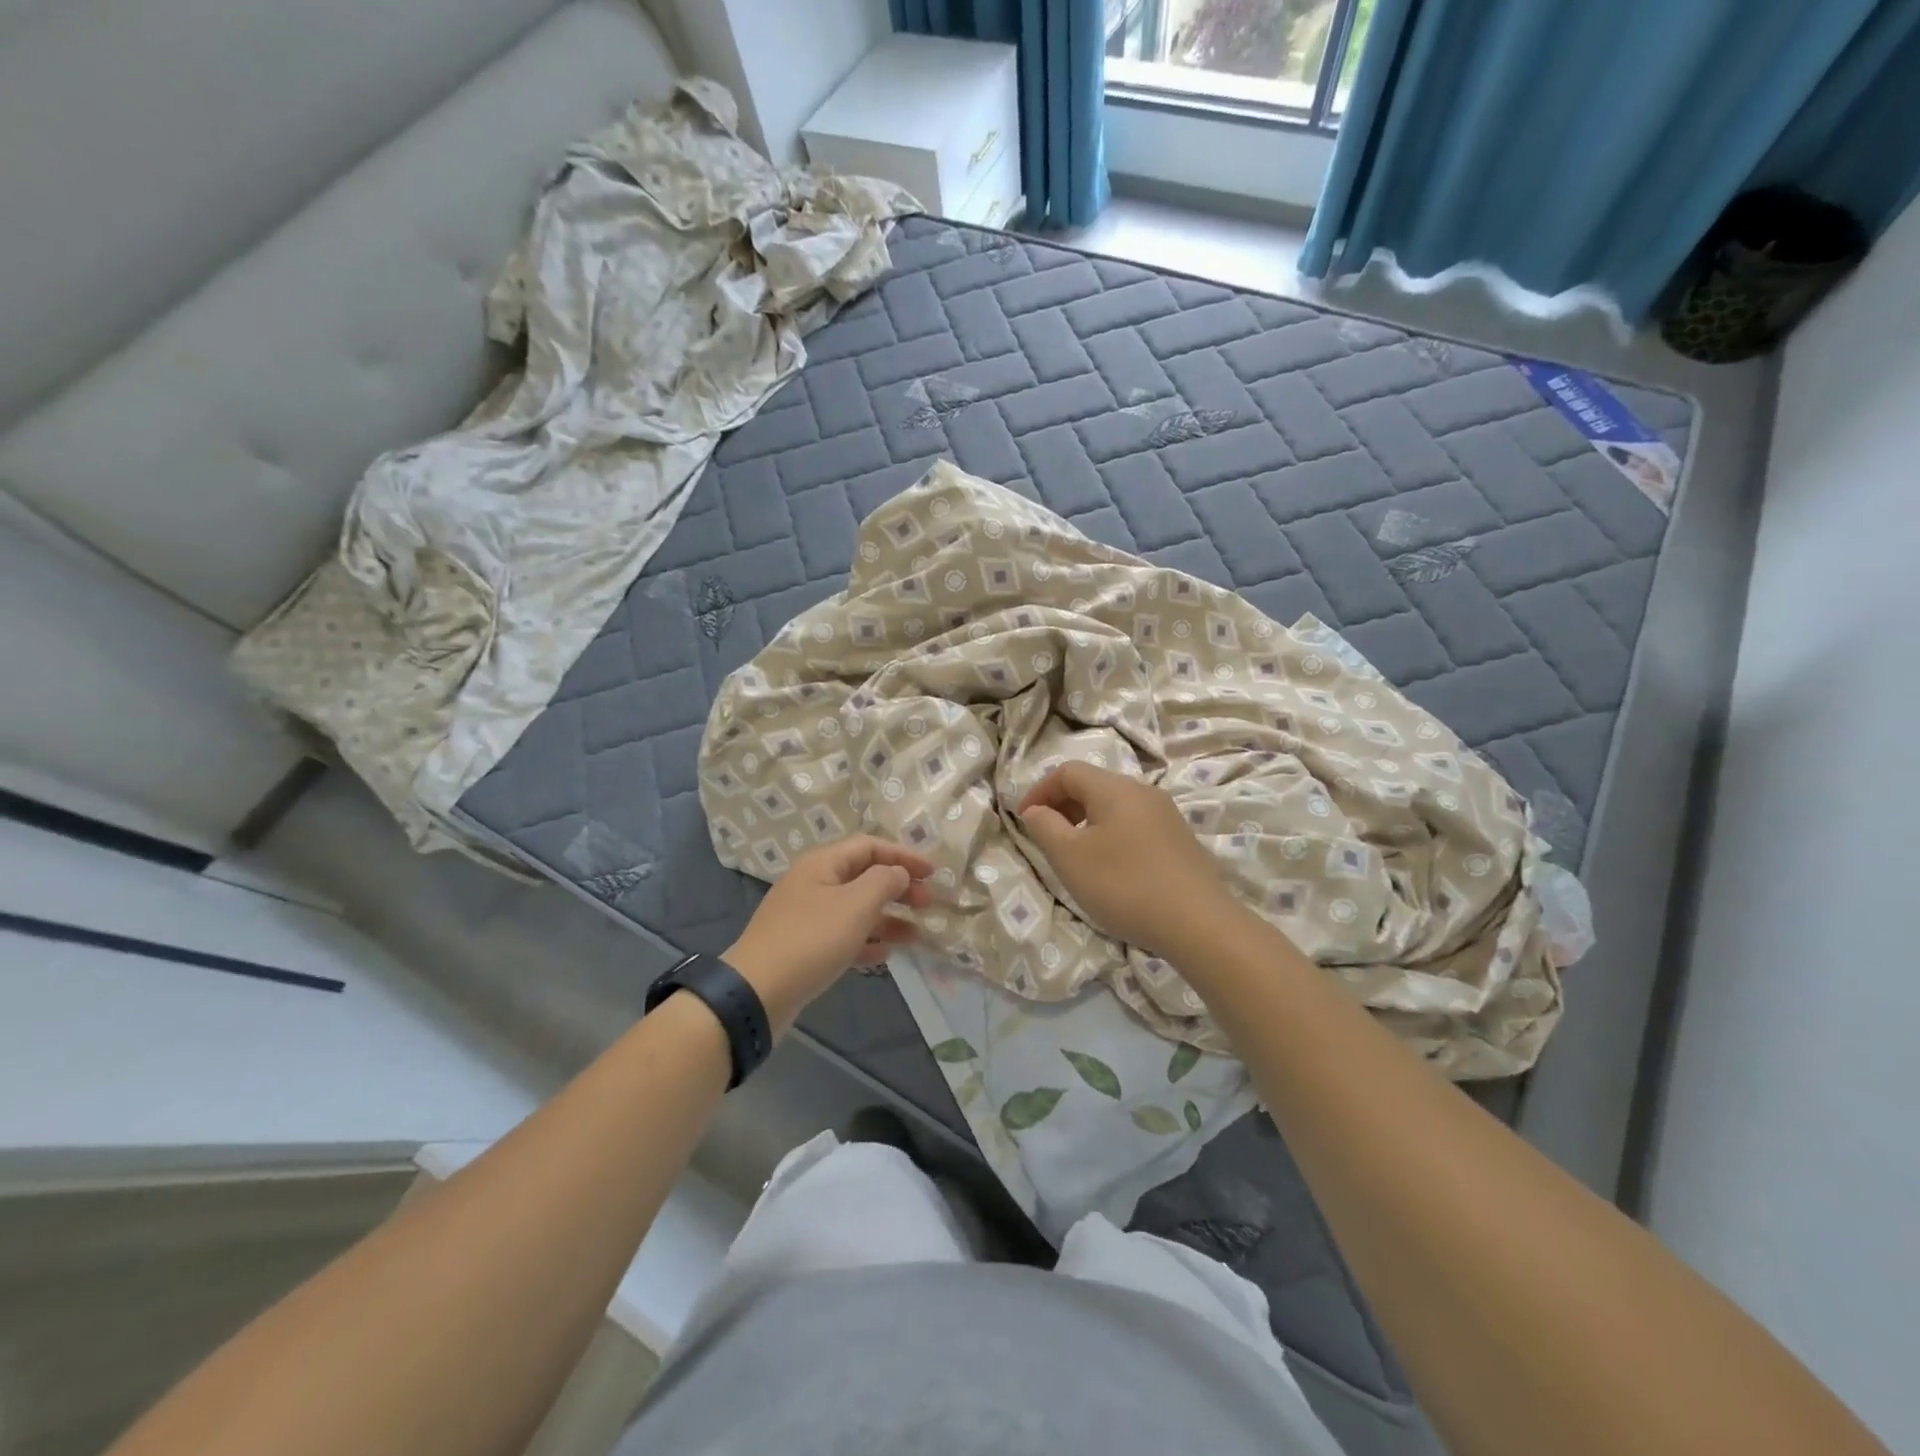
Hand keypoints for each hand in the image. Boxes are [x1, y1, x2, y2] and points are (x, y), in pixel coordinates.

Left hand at [724, 836, 933, 1032]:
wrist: (757, 993)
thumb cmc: (811, 940)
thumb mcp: (855, 905)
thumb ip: (884, 882)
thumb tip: (898, 873)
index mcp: (822, 864)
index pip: (870, 846)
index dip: (903, 855)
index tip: (933, 873)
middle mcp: (814, 884)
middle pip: (864, 876)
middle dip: (899, 887)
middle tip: (929, 904)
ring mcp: (808, 917)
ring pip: (857, 909)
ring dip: (889, 918)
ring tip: (918, 934)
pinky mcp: (806, 947)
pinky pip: (844, 936)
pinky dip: (868, 941)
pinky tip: (887, 954)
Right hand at [1018, 762, 1235, 959]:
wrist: (1199, 924)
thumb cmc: (1124, 885)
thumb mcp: (1069, 857)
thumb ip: (1045, 826)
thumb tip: (1036, 810)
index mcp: (1114, 788)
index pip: (1067, 772)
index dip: (1039, 791)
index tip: (1023, 820)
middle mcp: (1143, 791)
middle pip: (1093, 785)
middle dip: (1062, 806)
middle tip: (1046, 838)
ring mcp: (1166, 815)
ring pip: (1115, 806)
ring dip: (1087, 822)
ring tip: (1076, 856)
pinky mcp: (1180, 840)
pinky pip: (1135, 825)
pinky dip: (1111, 836)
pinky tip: (1112, 869)